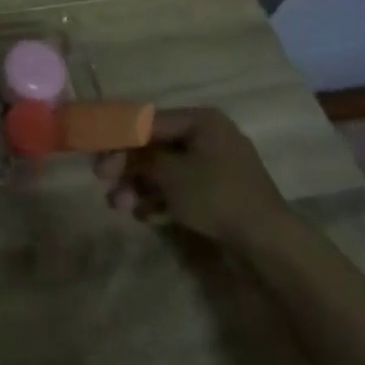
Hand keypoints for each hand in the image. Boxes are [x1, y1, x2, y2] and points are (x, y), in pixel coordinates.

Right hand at [94, 107, 292, 250]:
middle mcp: (210, 137)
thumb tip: (113, 153)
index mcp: (201, 121)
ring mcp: (218, 168)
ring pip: (169, 171)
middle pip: (157, 146)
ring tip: (119, 205)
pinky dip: (163, 200)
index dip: (118, 134)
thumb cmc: (215, 194)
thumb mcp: (169, 173)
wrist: (269, 243)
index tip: (95, 148)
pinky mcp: (222, 195)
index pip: (149, 121)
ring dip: (140, 186)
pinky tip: (143, 215)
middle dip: (128, 166)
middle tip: (103, 180)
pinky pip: (184, 191)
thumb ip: (137, 158)